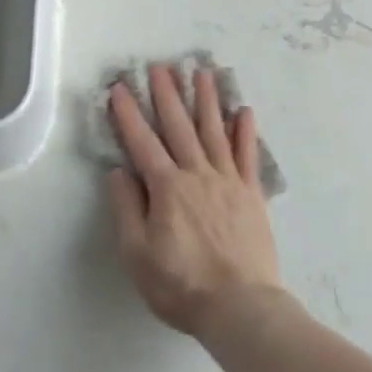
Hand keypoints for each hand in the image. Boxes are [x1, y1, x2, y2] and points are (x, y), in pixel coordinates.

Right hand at [108, 64, 285, 336]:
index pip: (142, 142)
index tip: (120, 88)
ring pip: (215, 131)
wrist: (240, 306)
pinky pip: (247, 155)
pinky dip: (245, 131)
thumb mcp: (137, 253)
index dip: (129, 114)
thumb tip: (119, 171)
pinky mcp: (252, 194)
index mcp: (166, 188)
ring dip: (207, 100)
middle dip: (167, 94)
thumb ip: (127, 208)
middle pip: (179, 126)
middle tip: (161, 65)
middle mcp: (197, 174)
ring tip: (203, 72)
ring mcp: (228, 181)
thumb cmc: (181, 285)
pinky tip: (244, 110)